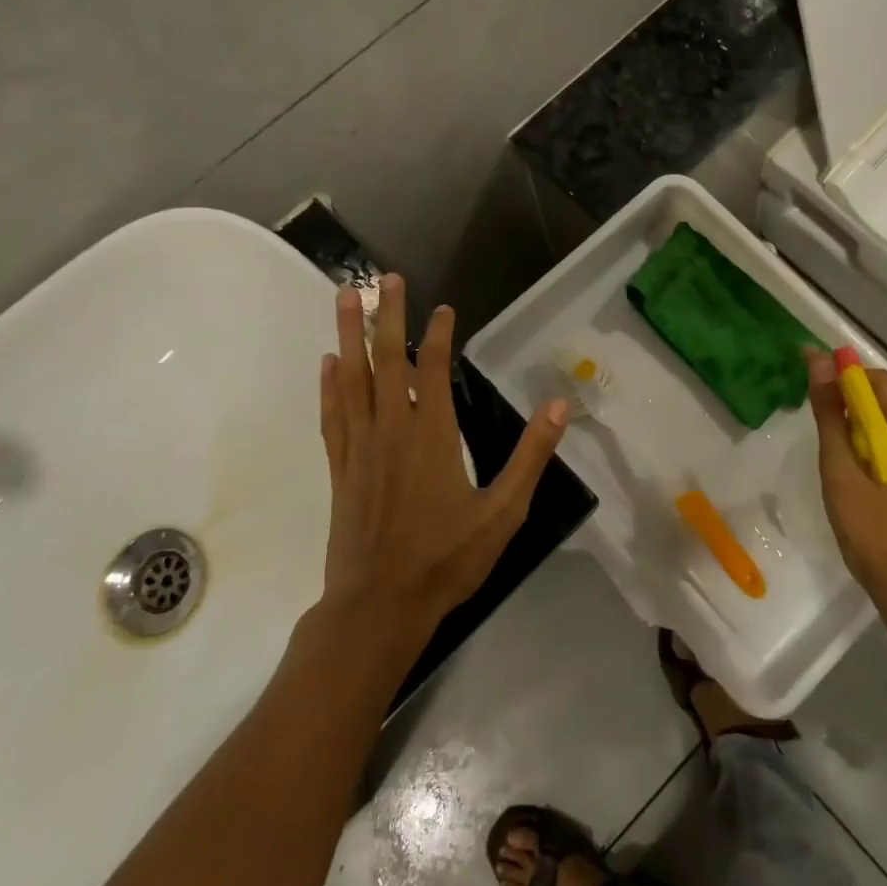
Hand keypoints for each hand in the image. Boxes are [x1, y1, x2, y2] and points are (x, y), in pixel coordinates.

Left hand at [318, 275, 568, 627]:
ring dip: (349, 335)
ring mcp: (360, 447)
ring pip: (352, 378)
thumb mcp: (504, 512)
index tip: (444, 308)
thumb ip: (531, 456)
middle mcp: (392, 429)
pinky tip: (328, 363)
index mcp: (432, 435)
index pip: (432, 368)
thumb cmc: (446, 559)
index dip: (438, 333)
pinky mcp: (340, 468)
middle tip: (383, 278)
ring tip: (343, 297)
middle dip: (386, 315)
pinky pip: (332, 415)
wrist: (378, 607)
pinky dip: (329, 385)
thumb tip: (558, 406)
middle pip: (387, 359)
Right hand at [804, 347, 886, 590]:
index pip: (876, 381)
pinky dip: (857, 426)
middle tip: (809, 389)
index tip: (810, 364)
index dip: (845, 368)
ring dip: (850, 405)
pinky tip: (836, 441)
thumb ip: (830, 411)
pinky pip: (880, 434)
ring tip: (817, 412)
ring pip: (879, 414)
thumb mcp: (838, 462)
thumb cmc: (862, 518)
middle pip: (880, 395)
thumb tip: (819, 361)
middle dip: (846, 384)